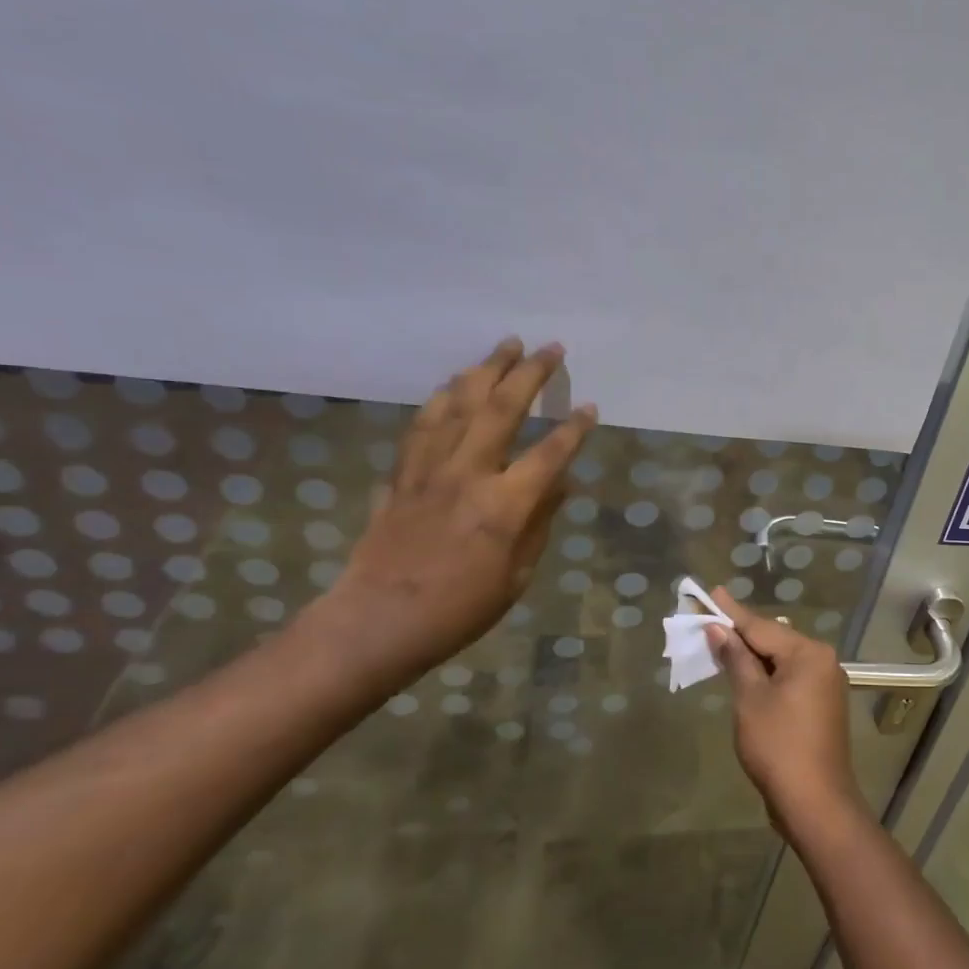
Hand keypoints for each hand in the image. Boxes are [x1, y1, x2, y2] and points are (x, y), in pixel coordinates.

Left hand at [318, 338, 595, 682]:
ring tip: (504, 348)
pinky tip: (453, 385)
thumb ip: (540, 523)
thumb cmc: (459, 609)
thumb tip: (561, 485)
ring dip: (484, 371)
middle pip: (501, 409)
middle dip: (529, 374)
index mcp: (504, 505)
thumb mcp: (517, 575)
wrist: (378, 621)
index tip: (590, 407)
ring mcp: (429, 470)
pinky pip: (422, 425)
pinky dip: (442, 399)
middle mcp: (468, 475)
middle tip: (549, 348)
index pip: (550, 454)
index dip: (574, 429)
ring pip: (458, 405)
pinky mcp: (402, 475)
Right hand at [706, 588, 866, 837]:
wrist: (815, 802)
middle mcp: (822, 661)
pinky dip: (765, 675)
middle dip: (740, 633)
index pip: (761, 626)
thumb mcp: (750, 698)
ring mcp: (825, 684)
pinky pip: (788, 678)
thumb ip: (736, 659)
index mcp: (808, 653)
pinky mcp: (821, 705)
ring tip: (720, 642)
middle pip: (773, 640)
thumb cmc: (778, 745)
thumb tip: (720, 630)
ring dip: (751, 656)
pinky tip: (745, 673)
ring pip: (781, 660)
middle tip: (709, 619)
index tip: (712, 592)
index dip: (732, 612)